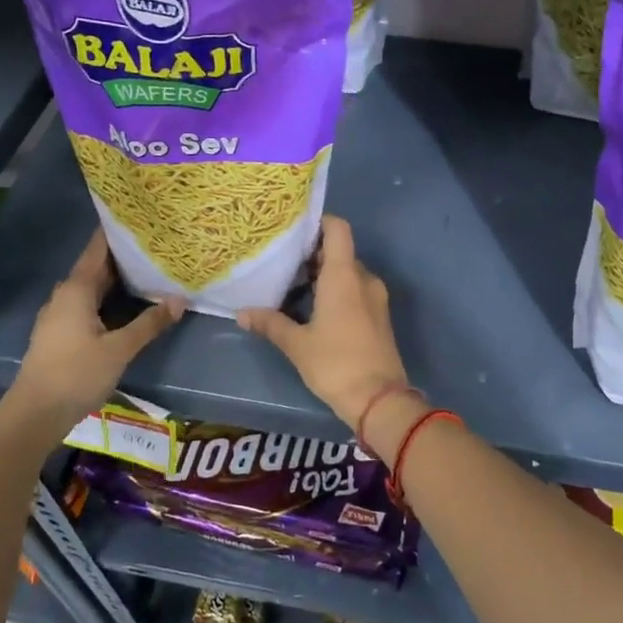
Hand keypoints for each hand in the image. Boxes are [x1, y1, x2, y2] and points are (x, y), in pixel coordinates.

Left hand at [14, 229, 183, 423]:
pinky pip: (89, 302)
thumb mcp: (120, 349)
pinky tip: (129, 303)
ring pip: (93, 286)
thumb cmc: (76, 374)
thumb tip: (180, 299)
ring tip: (150, 269)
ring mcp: (60, 314)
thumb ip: (150, 323)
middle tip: (157, 244)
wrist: (34, 414)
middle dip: (125, 255)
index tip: (143, 218)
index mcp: (76, 289)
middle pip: (98, 266)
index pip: (98, 248)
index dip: (118, 231)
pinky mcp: (61, 332)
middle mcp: (65, 294)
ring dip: (118, 278)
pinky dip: (109, 297)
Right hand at [237, 216, 412, 436]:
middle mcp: (363, 279)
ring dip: (322, 275)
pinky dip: (335, 290)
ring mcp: (375, 297)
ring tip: (290, 285)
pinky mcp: (378, 316)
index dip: (318, 222)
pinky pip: (355, 290)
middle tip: (281, 261)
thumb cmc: (336, 364)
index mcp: (345, 276)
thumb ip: (270, 323)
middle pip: (339, 251)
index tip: (293, 230)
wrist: (380, 400)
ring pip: (347, 273)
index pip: (338, 229)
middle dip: (312, 253)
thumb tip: (242, 313)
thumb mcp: (297, 344)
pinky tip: (311, 307)